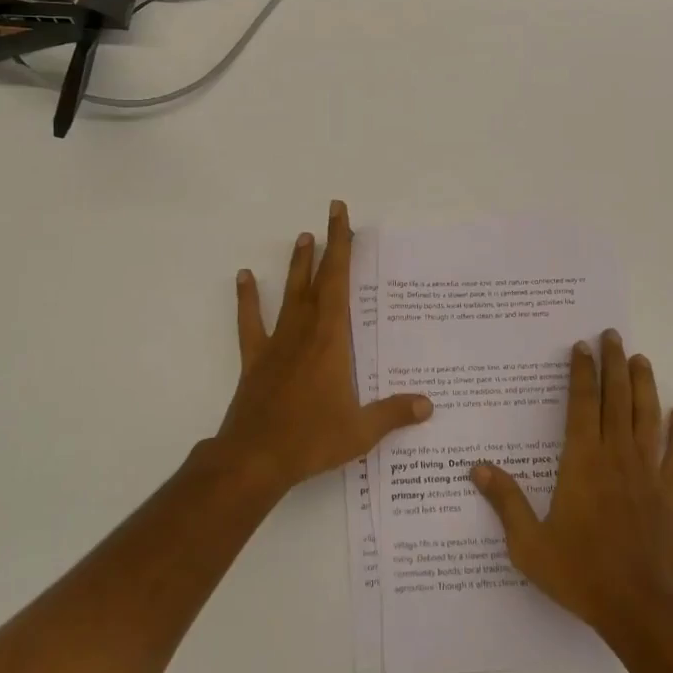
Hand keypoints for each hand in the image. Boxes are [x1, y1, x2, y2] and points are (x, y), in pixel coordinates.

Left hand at [212, 200, 431, 498]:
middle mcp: (304, 331)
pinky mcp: (256, 359)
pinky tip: (245, 277)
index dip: (341, 246)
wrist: (255, 458)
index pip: (339, 282)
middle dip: (327, 245)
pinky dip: (247, 299)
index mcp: (331, 340)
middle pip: (318, 279)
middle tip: (330, 213)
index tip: (341, 215)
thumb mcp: (360, 431)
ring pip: (289, 294)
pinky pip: (251, 322)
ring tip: (301, 237)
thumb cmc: (311, 439)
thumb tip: (428, 405)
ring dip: (296, 265)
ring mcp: (277, 343)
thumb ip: (394, 414)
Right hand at [472, 330, 672, 640]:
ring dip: (644, 385)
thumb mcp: (530, 544)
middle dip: (613, 364)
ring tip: (640, 359)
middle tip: (612, 335)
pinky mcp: (671, 494)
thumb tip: (476, 467)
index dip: (581, 373)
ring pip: (647, 417)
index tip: (581, 346)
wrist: (643, 611)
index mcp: (582, 462)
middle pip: (616, 399)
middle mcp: (616, 457)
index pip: (580, 405)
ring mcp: (647, 473)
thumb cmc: (582, 574)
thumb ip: (506, 502)